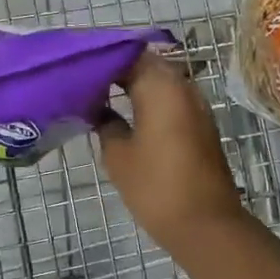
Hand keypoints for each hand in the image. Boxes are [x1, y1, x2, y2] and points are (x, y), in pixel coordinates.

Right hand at [98, 53, 247, 254]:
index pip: (125, 54)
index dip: (99, 56)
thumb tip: (97, 108)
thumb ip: (104, 122)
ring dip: (133, 81)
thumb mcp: (118, 154)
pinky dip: (148, 97)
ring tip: (99, 92)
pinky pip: (170, 97)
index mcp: (159, 86)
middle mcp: (181, 86)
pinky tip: (126, 111)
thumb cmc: (155, 186)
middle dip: (115, 66)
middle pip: (145, 62)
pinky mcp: (200, 123)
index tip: (74, 64)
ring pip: (159, 79)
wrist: (205, 224)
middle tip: (83, 77)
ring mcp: (195, 104)